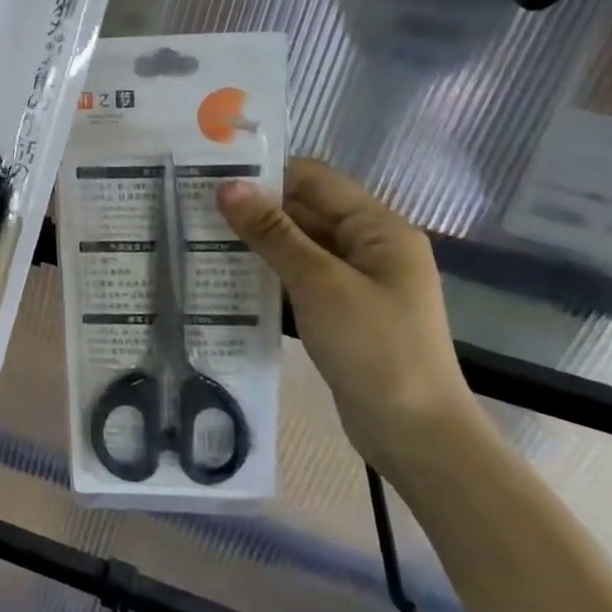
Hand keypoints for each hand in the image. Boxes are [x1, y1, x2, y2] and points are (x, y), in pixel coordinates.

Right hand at [216, 159, 479, 477]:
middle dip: (255, 209)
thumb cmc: (375, 348)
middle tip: (195, 209)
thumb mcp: (319, 283)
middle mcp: (370, 247)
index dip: (266, 175)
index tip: (212, 177)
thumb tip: (227, 186)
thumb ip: (272, 233)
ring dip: (257, 243)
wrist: (416, 436)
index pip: (315, 180)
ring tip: (201, 238)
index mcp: (379, 228)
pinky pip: (300, 278)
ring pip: (299, 246)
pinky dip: (269, 274)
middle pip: (305, 211)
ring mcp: (357, 282)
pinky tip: (227, 277)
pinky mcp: (343, 312)